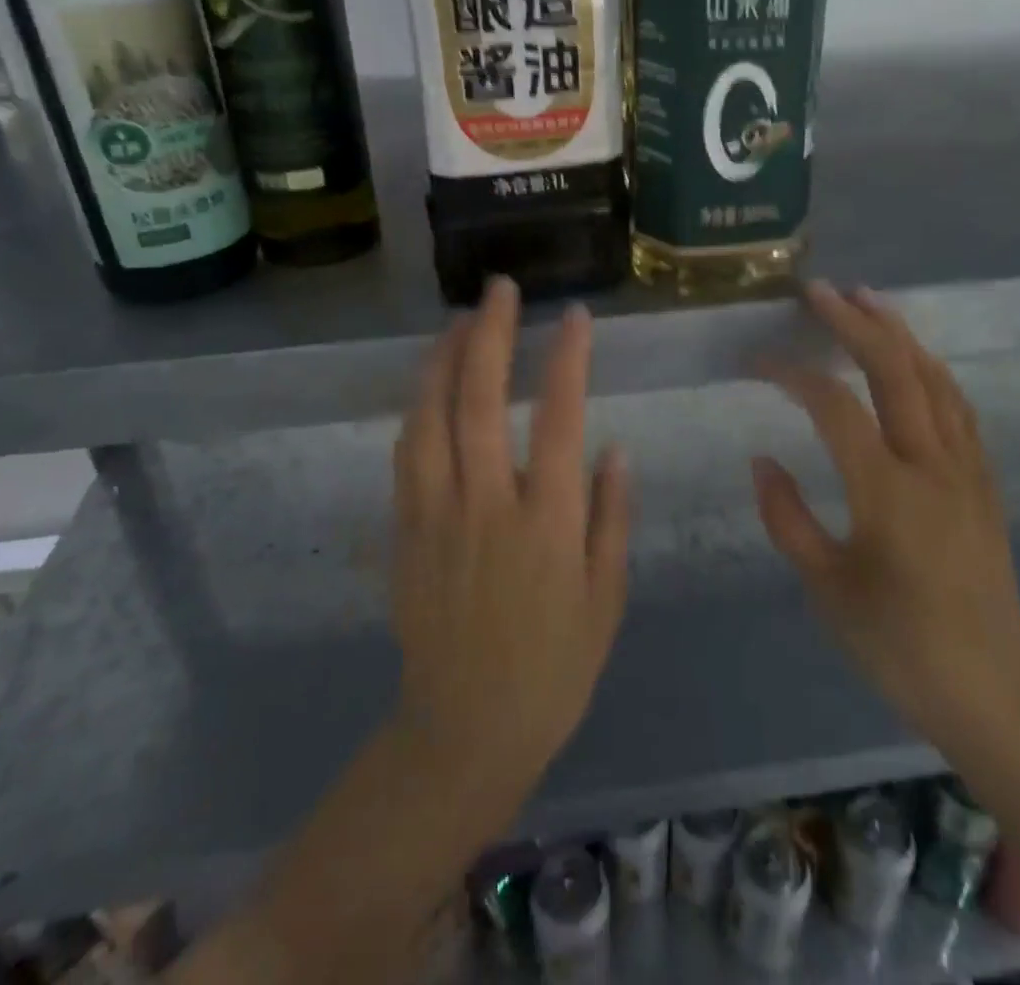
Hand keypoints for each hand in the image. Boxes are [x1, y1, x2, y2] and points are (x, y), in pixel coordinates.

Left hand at [389, 277, 630, 800]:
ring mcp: (437, 517)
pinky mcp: (404, 532)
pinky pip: (407, 454)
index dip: (569, 360)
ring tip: (461, 320)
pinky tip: (430, 385)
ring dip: (444, 360)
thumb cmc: (553, 668)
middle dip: (492, 335)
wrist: (464, 730)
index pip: (561, 421)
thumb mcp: (606, 599)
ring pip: (431, 418)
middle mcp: (488, 507)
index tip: (575, 316)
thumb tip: (615, 449)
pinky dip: (419, 408)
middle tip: (501, 289)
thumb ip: (611, 518)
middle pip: (481, 402)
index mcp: (549, 525)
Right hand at [753, 281, 1019, 741]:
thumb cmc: (898, 646)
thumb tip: (761, 459)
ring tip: (867, 301)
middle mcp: (933, 467)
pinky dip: (930, 370)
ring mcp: (967, 470)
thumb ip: (787, 518)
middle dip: (855, 323)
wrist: (992, 692)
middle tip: (819, 291)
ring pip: (935, 380)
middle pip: (896, 372)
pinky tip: (914, 361)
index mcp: (887, 493)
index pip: (834, 406)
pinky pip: (958, 408)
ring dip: (899, 334)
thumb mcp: (826, 589)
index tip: (755, 361)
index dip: (791, 373)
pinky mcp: (985, 482)